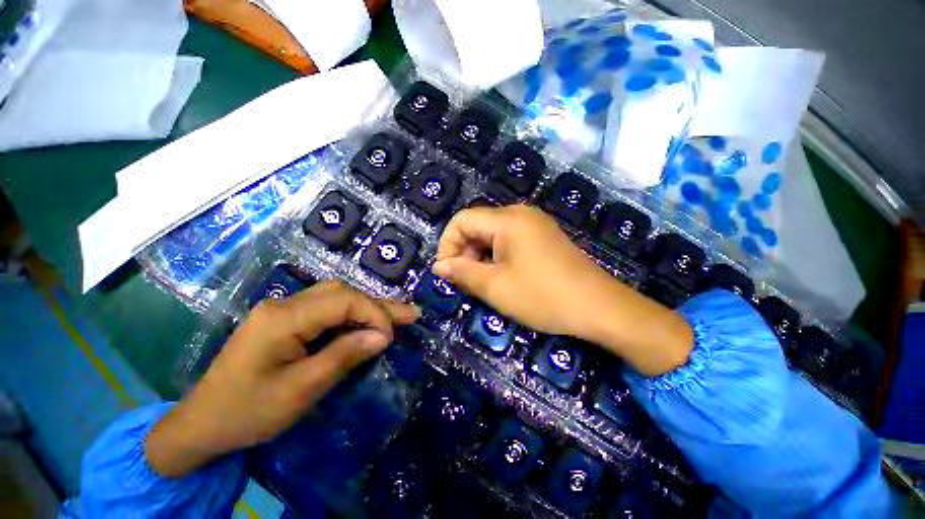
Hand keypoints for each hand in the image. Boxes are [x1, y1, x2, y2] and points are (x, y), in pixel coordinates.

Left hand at [146, 280, 418, 476]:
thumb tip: (382, 336)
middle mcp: (284, 304)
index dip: (373, 314)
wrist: (202, 423)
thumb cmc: (248, 412)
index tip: (389, 337)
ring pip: (337, 297)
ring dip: (368, 307)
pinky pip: (327, 309)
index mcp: (282, 318)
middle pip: (342, 293)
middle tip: (411, 314)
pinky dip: (352, 316)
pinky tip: (368, 322)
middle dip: (378, 305)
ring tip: (397, 315)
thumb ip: (343, 357)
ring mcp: (283, 310)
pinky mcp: (285, 320)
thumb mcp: (300, 390)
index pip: (342, 301)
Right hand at [433, 205, 691, 375]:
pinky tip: (501, 276)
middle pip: (478, 225)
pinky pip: (510, 240)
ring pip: (493, 234)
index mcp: (508, 219)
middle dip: (464, 251)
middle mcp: (521, 214)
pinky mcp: (543, 237)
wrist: (599, 307)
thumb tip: (440, 265)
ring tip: (482, 281)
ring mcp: (535, 224)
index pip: (462, 220)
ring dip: (480, 256)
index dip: (447, 244)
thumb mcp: (495, 287)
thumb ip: (462, 272)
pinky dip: (497, 256)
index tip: (446, 271)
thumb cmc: (542, 296)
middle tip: (464, 280)